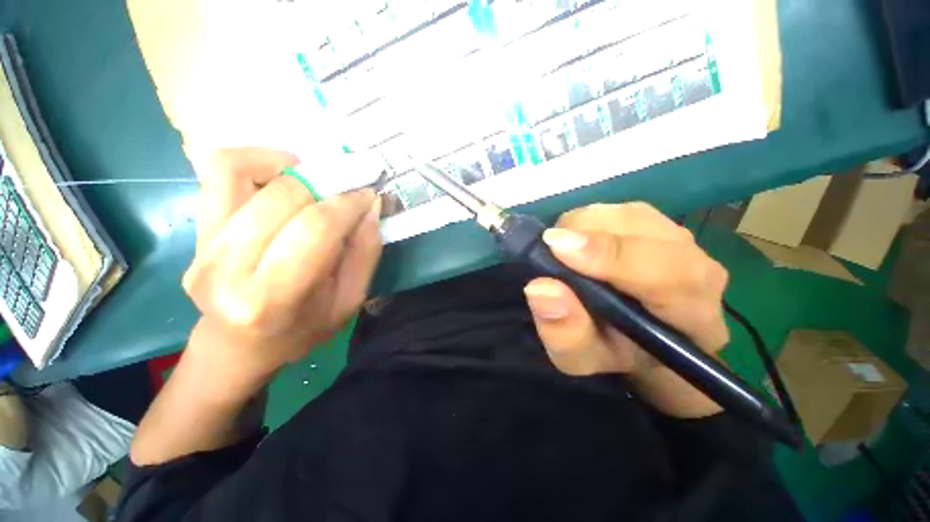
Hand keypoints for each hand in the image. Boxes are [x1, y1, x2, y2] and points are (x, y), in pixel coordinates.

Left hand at [182, 148, 381, 395]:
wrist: (238, 346)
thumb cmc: (302, 330)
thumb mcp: (349, 301)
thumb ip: (365, 253)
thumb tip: (370, 206)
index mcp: (273, 297)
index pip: (316, 228)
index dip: (349, 203)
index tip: (368, 196)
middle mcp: (227, 268)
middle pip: (283, 197)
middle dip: (328, 183)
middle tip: (348, 189)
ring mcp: (203, 245)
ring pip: (242, 172)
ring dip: (291, 167)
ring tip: (316, 182)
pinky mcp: (196, 230)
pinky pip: (220, 172)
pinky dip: (257, 161)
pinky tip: (284, 177)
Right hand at [523, 203, 728, 416]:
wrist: (642, 336)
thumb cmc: (613, 351)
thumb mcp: (582, 359)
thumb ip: (565, 334)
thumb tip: (540, 288)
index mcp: (692, 314)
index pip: (668, 272)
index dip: (610, 255)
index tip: (557, 247)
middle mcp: (698, 266)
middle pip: (640, 229)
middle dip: (584, 233)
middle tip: (550, 252)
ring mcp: (680, 238)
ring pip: (625, 213)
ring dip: (583, 227)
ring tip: (564, 252)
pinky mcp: (659, 223)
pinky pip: (618, 210)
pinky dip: (588, 222)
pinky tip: (580, 243)